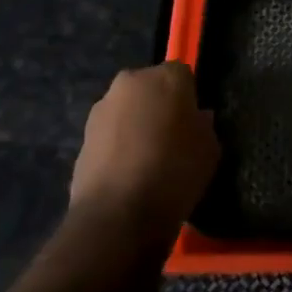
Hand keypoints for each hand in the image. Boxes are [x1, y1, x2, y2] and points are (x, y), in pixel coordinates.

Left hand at [69, 62, 219, 235]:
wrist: (117, 216)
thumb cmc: (174, 172)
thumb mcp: (209, 149)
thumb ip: (203, 126)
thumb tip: (196, 119)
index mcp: (167, 76)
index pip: (183, 76)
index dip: (189, 99)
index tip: (192, 124)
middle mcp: (131, 82)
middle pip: (151, 88)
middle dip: (159, 106)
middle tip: (170, 138)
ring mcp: (102, 108)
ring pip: (127, 110)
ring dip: (135, 125)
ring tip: (146, 160)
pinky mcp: (82, 136)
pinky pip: (110, 135)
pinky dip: (118, 146)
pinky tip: (126, 174)